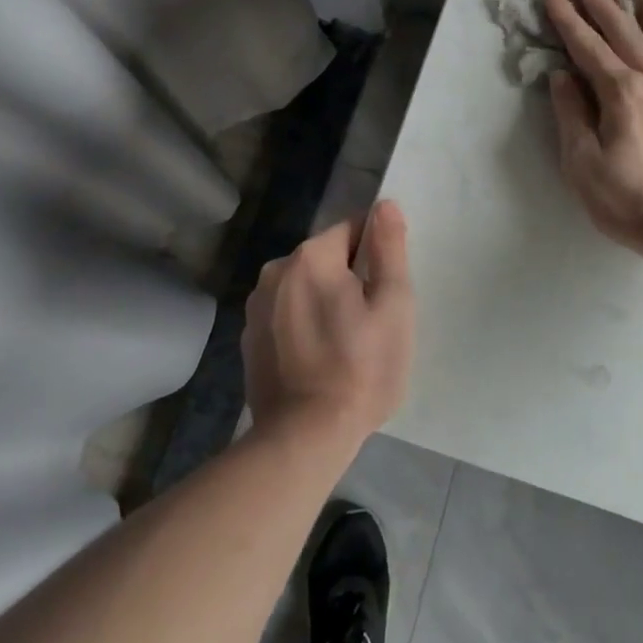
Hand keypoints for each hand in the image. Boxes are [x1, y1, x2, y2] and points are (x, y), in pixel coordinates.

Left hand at [243, 200, 415, 448]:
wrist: (304, 438)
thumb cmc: (361, 368)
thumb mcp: (393, 305)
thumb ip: (390, 249)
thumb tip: (385, 204)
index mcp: (310, 257)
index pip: (352, 230)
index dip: (376, 255)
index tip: (387, 291)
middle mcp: (275, 271)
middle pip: (326, 259)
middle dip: (350, 279)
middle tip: (372, 324)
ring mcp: (256, 308)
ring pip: (305, 288)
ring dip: (325, 302)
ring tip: (346, 346)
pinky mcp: (248, 340)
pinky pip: (286, 316)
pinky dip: (304, 326)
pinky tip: (319, 360)